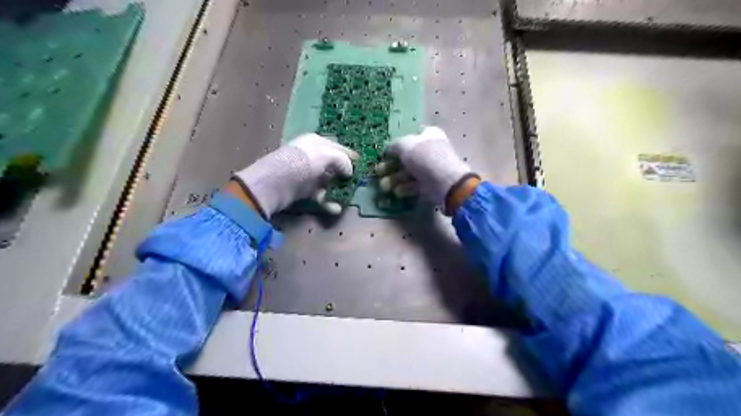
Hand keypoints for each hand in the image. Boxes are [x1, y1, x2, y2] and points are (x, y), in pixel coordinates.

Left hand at [232, 133, 357, 217]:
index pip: (338, 147)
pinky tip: (334, 208)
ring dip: (337, 191)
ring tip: (345, 199)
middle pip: (334, 166)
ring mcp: (307, 174)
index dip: (350, 157)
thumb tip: (350, 171)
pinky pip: (320, 195)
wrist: (272, 185)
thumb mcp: (325, 155)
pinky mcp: (303, 190)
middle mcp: (312, 156)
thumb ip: (342, 160)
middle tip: (356, 185)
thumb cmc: (301, 164)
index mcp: (316, 142)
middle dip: (345, 176)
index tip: (362, 166)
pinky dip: (327, 202)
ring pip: (328, 182)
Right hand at [374, 125, 476, 211]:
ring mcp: (431, 169)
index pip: (410, 137)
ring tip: (384, 186)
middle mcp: (430, 150)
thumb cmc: (425, 158)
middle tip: (379, 172)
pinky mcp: (430, 185)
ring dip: (394, 179)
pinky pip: (414, 185)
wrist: (446, 184)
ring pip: (408, 172)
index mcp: (429, 135)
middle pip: (406, 157)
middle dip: (391, 165)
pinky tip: (397, 192)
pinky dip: (405, 188)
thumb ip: (393, 146)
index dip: (396, 145)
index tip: (385, 154)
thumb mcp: (405, 145)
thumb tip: (387, 150)